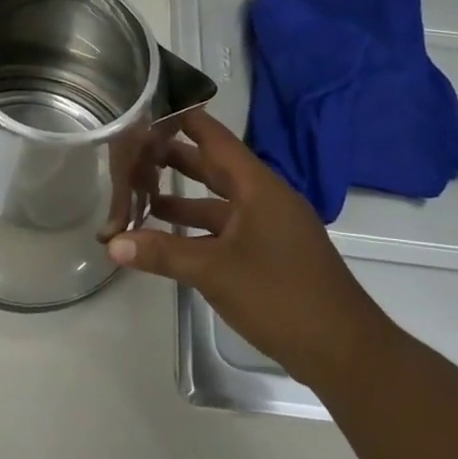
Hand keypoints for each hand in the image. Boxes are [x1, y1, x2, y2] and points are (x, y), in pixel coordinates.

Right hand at [105, 110, 390, 388]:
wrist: (345, 352)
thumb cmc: (281, 296)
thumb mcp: (214, 271)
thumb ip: (162, 253)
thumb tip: (112, 243)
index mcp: (258, 188)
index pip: (216, 139)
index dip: (186, 121)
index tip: (151, 106)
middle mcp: (265, 200)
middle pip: (215, 168)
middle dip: (176, 159)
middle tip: (134, 149)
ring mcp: (270, 229)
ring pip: (219, 203)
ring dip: (183, 199)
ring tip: (141, 194)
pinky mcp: (270, 255)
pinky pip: (227, 229)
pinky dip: (198, 229)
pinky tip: (170, 237)